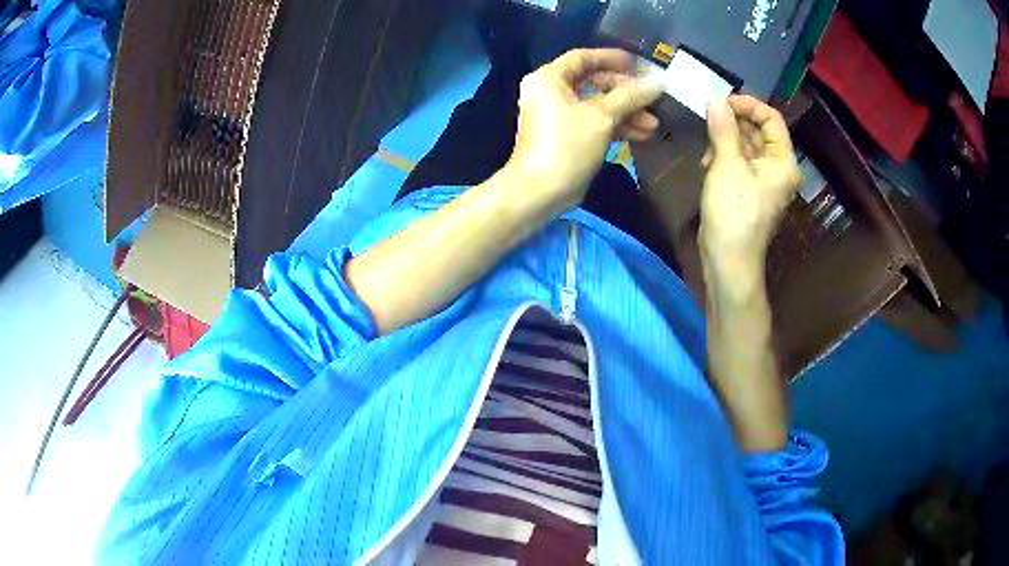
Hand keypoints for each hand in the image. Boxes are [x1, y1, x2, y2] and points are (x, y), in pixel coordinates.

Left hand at [507, 48, 662, 211]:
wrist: (540, 191)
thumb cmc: (567, 145)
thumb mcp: (602, 116)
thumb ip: (630, 97)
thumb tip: (658, 82)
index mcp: (550, 78)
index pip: (583, 58)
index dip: (612, 58)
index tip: (638, 64)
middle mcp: (550, 92)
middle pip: (593, 83)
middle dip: (625, 92)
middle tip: (652, 98)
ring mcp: (557, 116)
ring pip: (596, 106)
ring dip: (625, 113)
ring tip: (653, 124)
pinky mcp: (566, 136)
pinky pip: (593, 123)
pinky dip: (615, 127)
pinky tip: (641, 135)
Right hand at [699, 95, 801, 276]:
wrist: (728, 260)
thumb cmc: (733, 212)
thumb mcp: (727, 165)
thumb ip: (723, 129)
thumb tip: (715, 100)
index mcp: (783, 161)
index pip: (771, 119)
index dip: (748, 105)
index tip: (721, 102)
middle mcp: (778, 169)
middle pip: (759, 132)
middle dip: (733, 123)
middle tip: (707, 121)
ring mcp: (764, 181)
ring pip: (747, 146)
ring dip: (725, 141)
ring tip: (706, 150)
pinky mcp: (750, 191)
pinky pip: (740, 163)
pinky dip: (724, 157)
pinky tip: (707, 164)